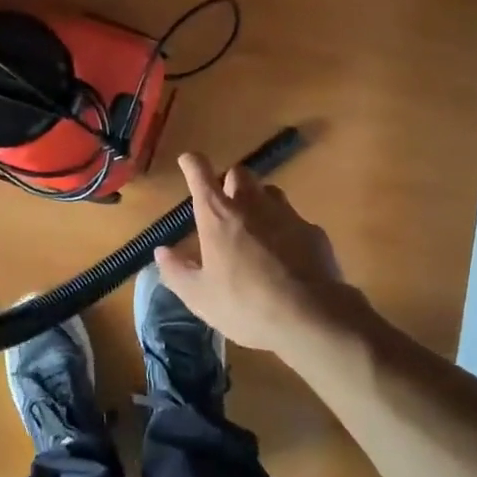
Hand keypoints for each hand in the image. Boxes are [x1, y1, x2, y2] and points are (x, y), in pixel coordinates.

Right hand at [153, 152, 355, 354]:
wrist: (311, 316)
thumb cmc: (246, 304)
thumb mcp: (200, 297)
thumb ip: (177, 272)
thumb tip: (162, 251)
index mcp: (218, 216)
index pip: (200, 174)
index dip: (192, 163)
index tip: (188, 161)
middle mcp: (251, 204)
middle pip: (239, 173)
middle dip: (230, 182)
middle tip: (226, 205)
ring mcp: (286, 214)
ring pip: (270, 192)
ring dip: (260, 201)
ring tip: (257, 228)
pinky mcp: (313, 231)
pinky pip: (295, 220)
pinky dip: (286, 230)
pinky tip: (288, 256)